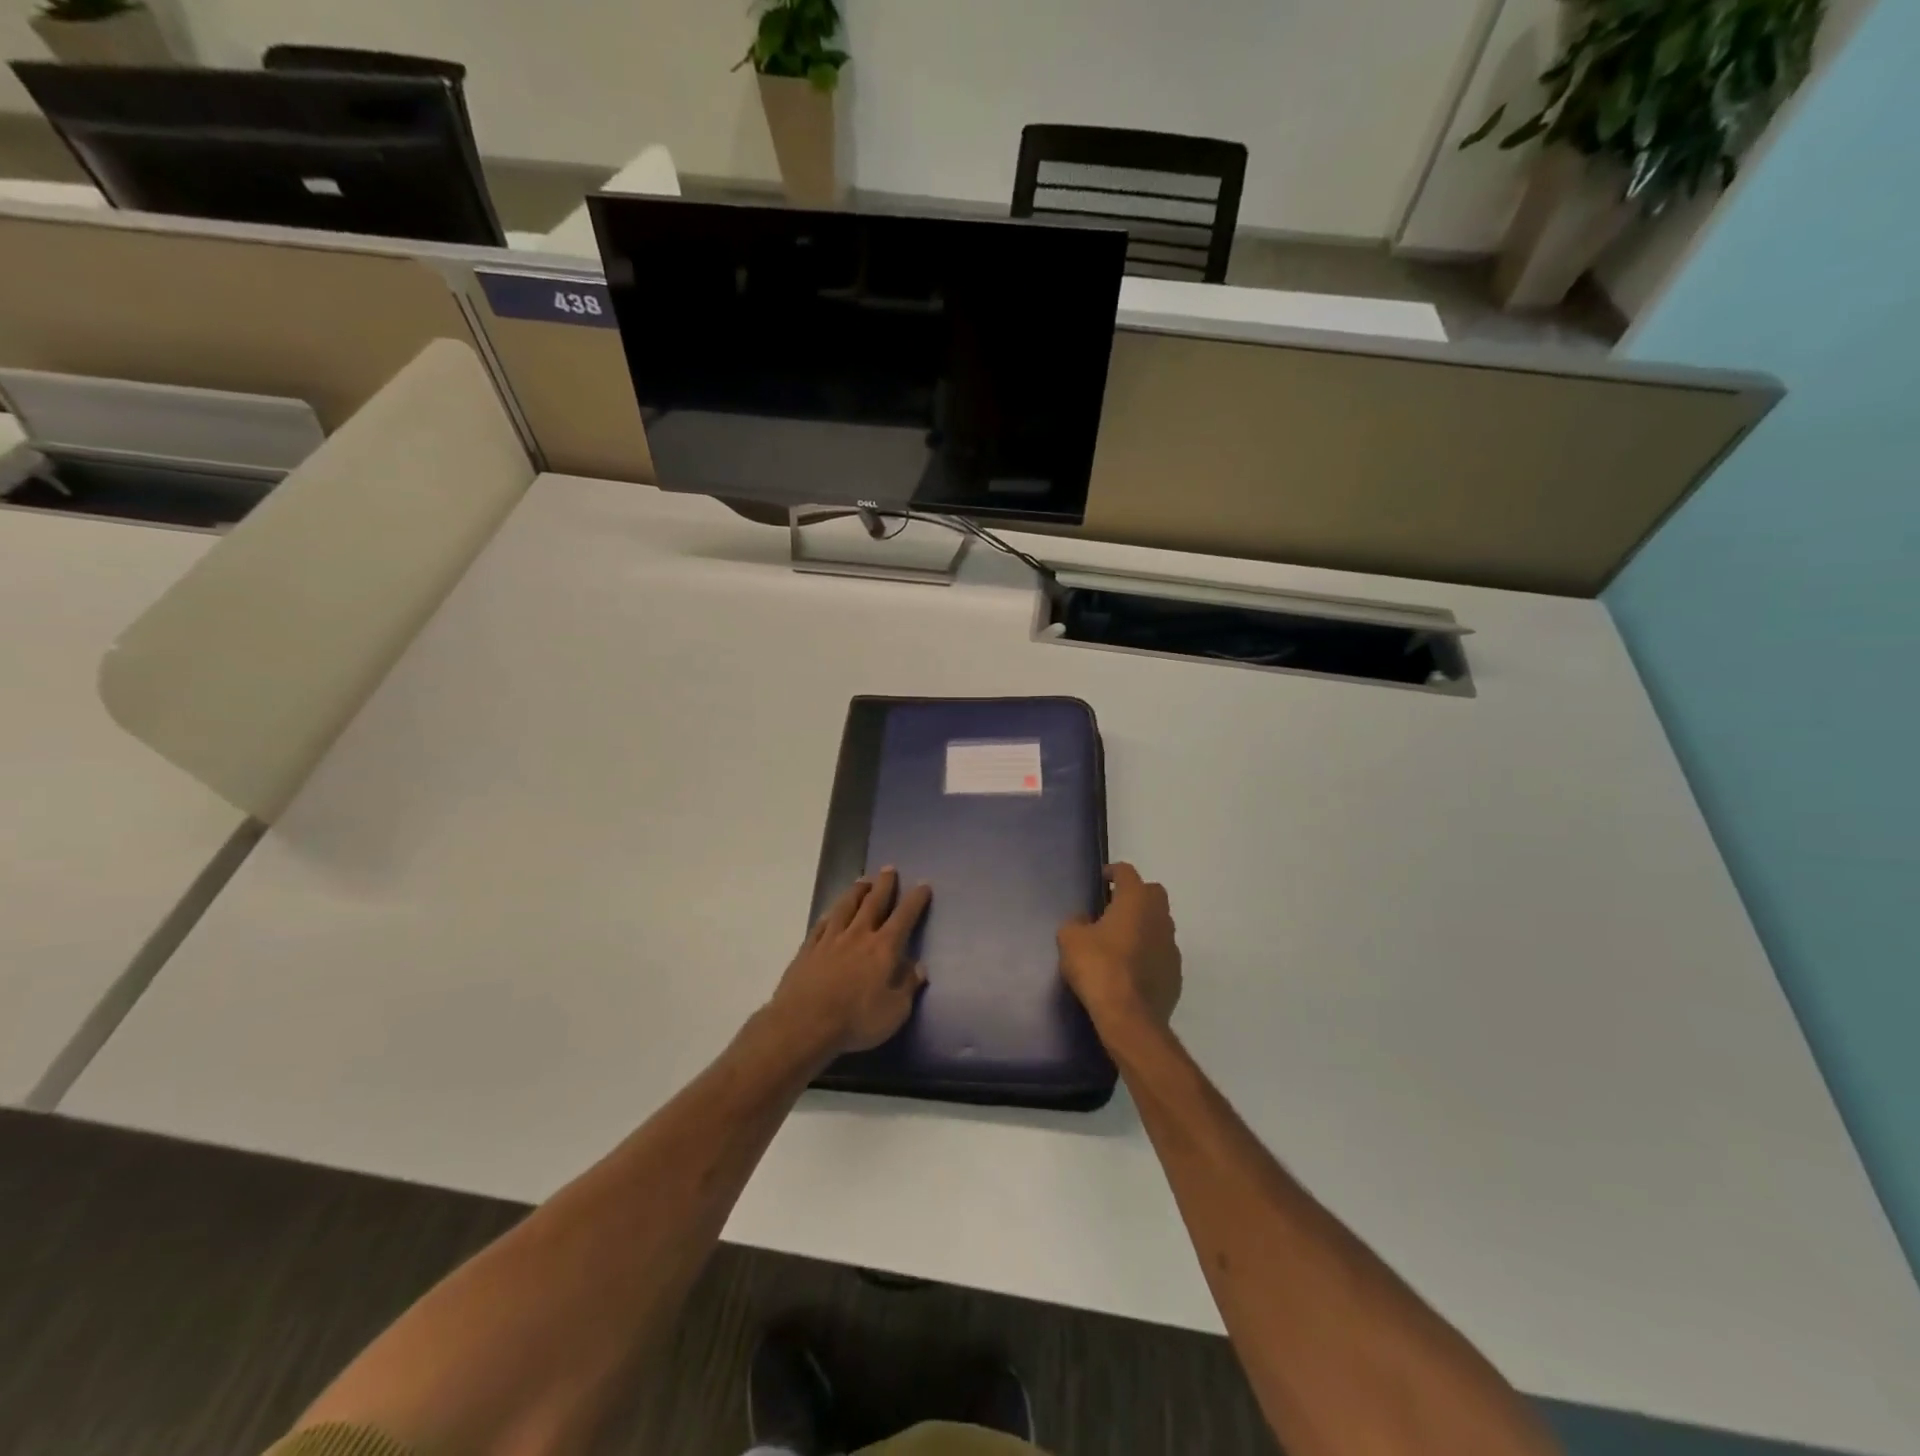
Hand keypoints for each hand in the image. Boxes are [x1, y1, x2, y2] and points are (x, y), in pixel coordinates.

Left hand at [772, 868, 931, 1056]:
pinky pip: (821, 925)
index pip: (904, 917)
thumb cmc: (856, 1020)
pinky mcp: (808, 950)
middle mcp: (858, 935)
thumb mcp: (894, 1011)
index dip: (915, 900)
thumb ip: (908, 986)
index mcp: (883, 948)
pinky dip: (829, 915)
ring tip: (862, 880)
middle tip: (888, 868)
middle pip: (873, 903)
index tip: (923, 884)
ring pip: (845, 907)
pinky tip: (831, 912)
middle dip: (884, 885)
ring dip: (856, 892)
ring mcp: (830, 940)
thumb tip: (919, 967)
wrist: (804, 1023)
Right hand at [1058, 863, 1181, 1031]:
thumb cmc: (1098, 968)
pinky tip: (1132, 967)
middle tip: (1113, 907)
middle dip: (1135, 894)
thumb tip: (1084, 921)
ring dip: (1144, 924)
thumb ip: (1076, 922)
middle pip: (1152, 893)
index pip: (1127, 872)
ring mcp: (1171, 946)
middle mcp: (1159, 917)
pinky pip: (1161, 952)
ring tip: (1121, 939)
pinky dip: (1149, 952)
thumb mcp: (1070, 939)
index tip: (1102, 879)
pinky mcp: (1175, 973)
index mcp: (1135, 901)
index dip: (1113, 872)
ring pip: (1160, 923)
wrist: (1129, 1016)